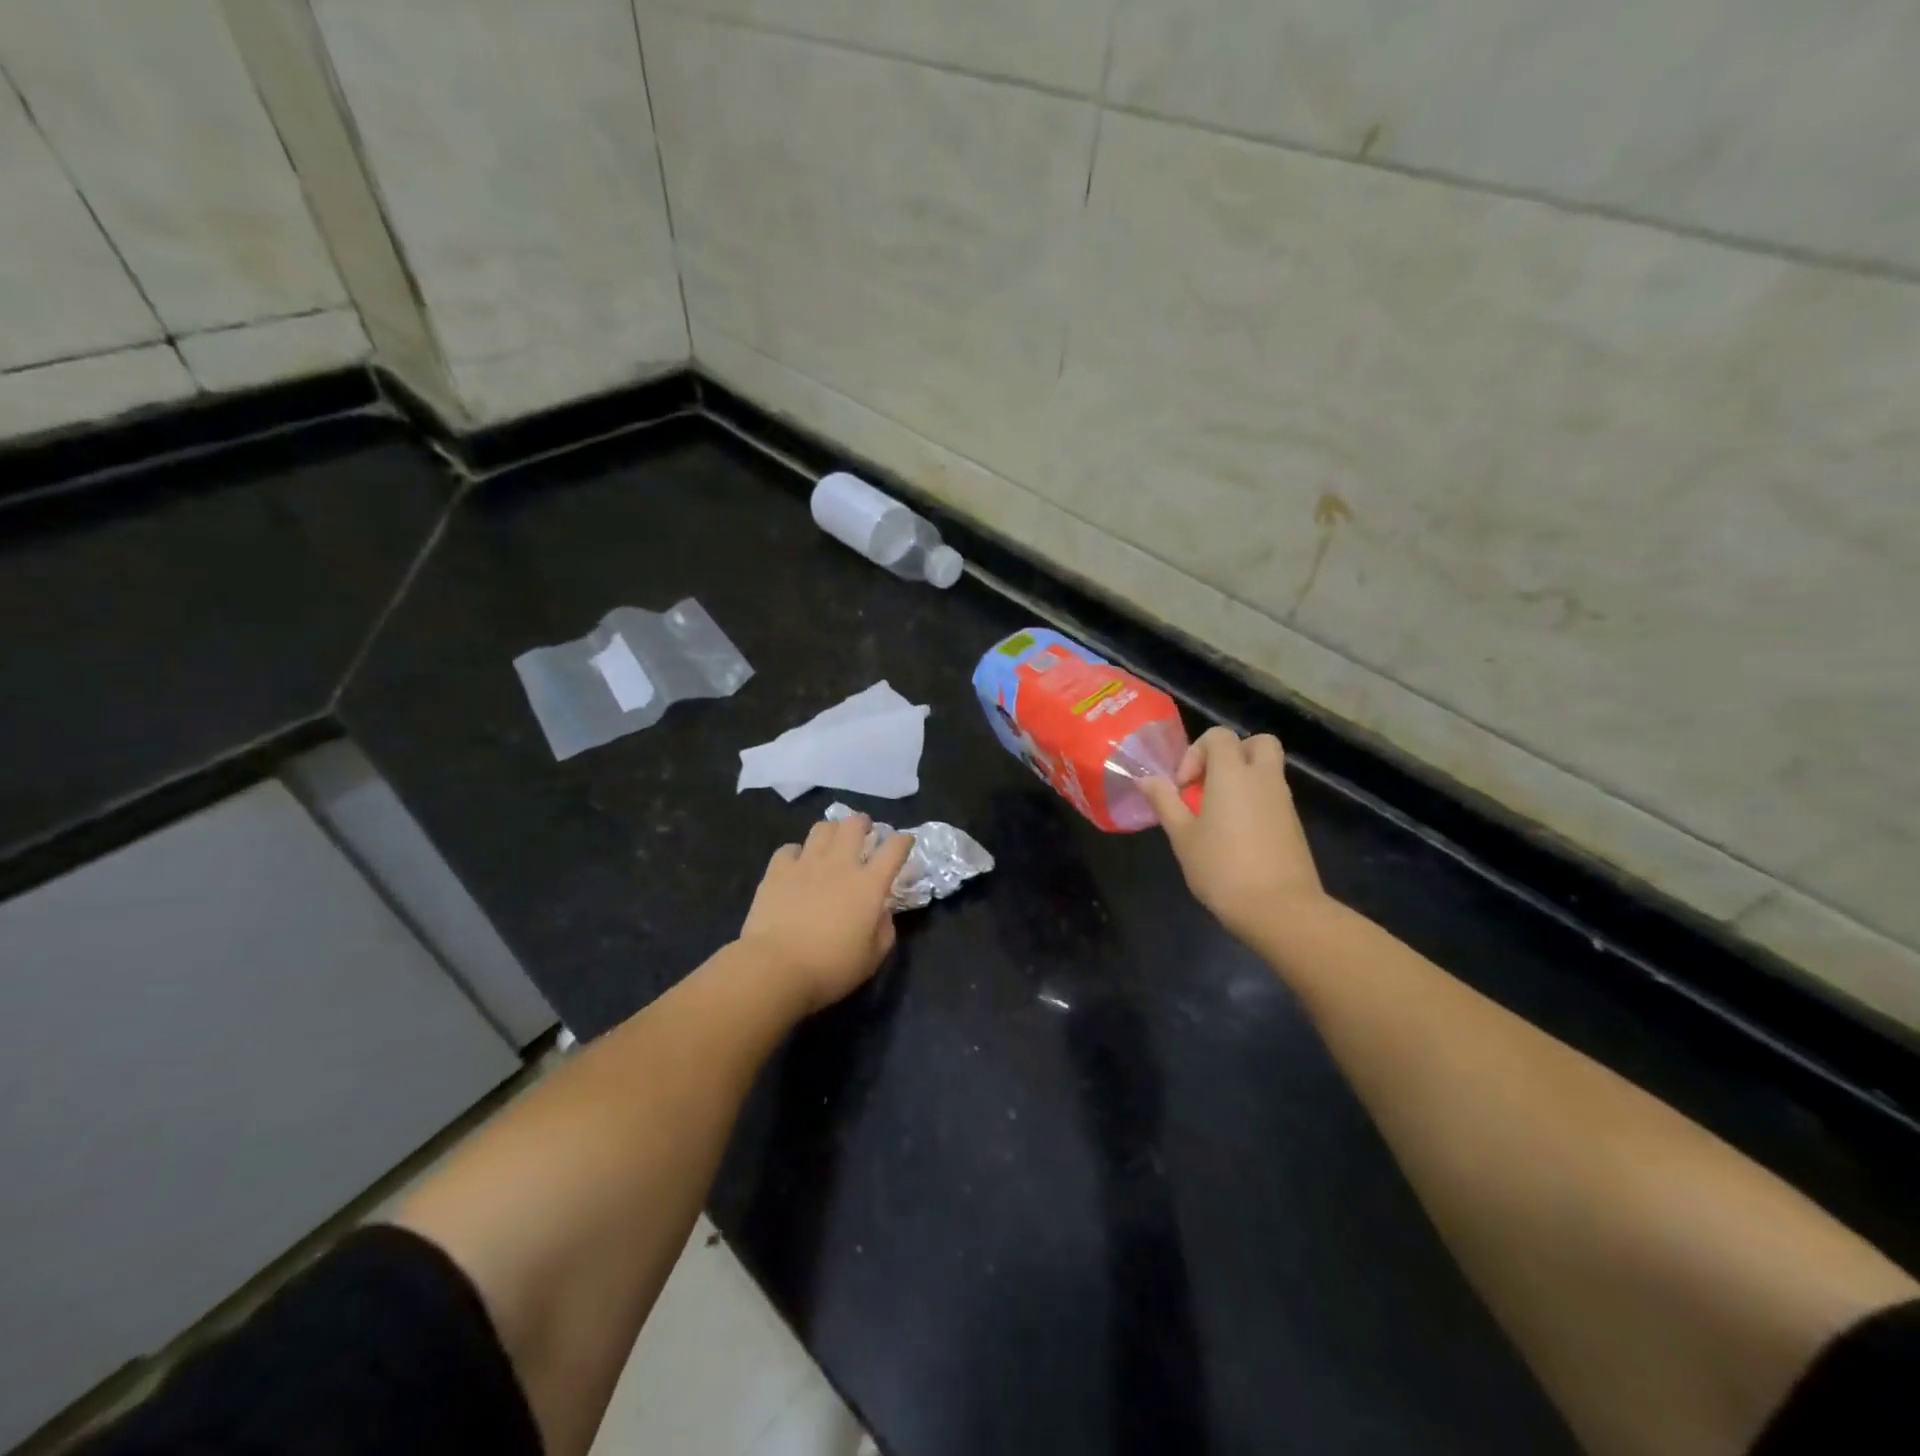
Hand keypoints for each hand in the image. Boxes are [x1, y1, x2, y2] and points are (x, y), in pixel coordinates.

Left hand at [737, 815, 915, 1012]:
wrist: (775, 968)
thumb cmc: (830, 968)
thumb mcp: (872, 958)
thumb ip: (884, 930)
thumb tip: (882, 912)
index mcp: (869, 885)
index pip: (894, 849)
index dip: (903, 841)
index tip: (904, 842)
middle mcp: (840, 864)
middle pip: (855, 825)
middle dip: (863, 823)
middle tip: (864, 832)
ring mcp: (806, 864)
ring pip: (822, 828)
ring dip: (832, 831)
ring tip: (832, 842)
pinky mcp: (777, 871)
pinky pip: (789, 848)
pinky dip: (796, 852)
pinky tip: (797, 864)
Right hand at [1139, 727, 1323, 941]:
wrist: (1280, 909)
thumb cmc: (1222, 868)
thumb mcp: (1182, 836)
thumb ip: (1164, 802)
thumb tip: (1146, 779)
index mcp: (1233, 774)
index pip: (1219, 736)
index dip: (1196, 753)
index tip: (1183, 786)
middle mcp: (1263, 779)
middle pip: (1257, 743)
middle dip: (1231, 754)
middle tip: (1209, 784)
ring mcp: (1284, 801)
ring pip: (1266, 770)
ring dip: (1242, 780)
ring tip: (1216, 815)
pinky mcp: (1293, 824)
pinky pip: (1272, 796)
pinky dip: (1254, 802)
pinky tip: (1235, 835)